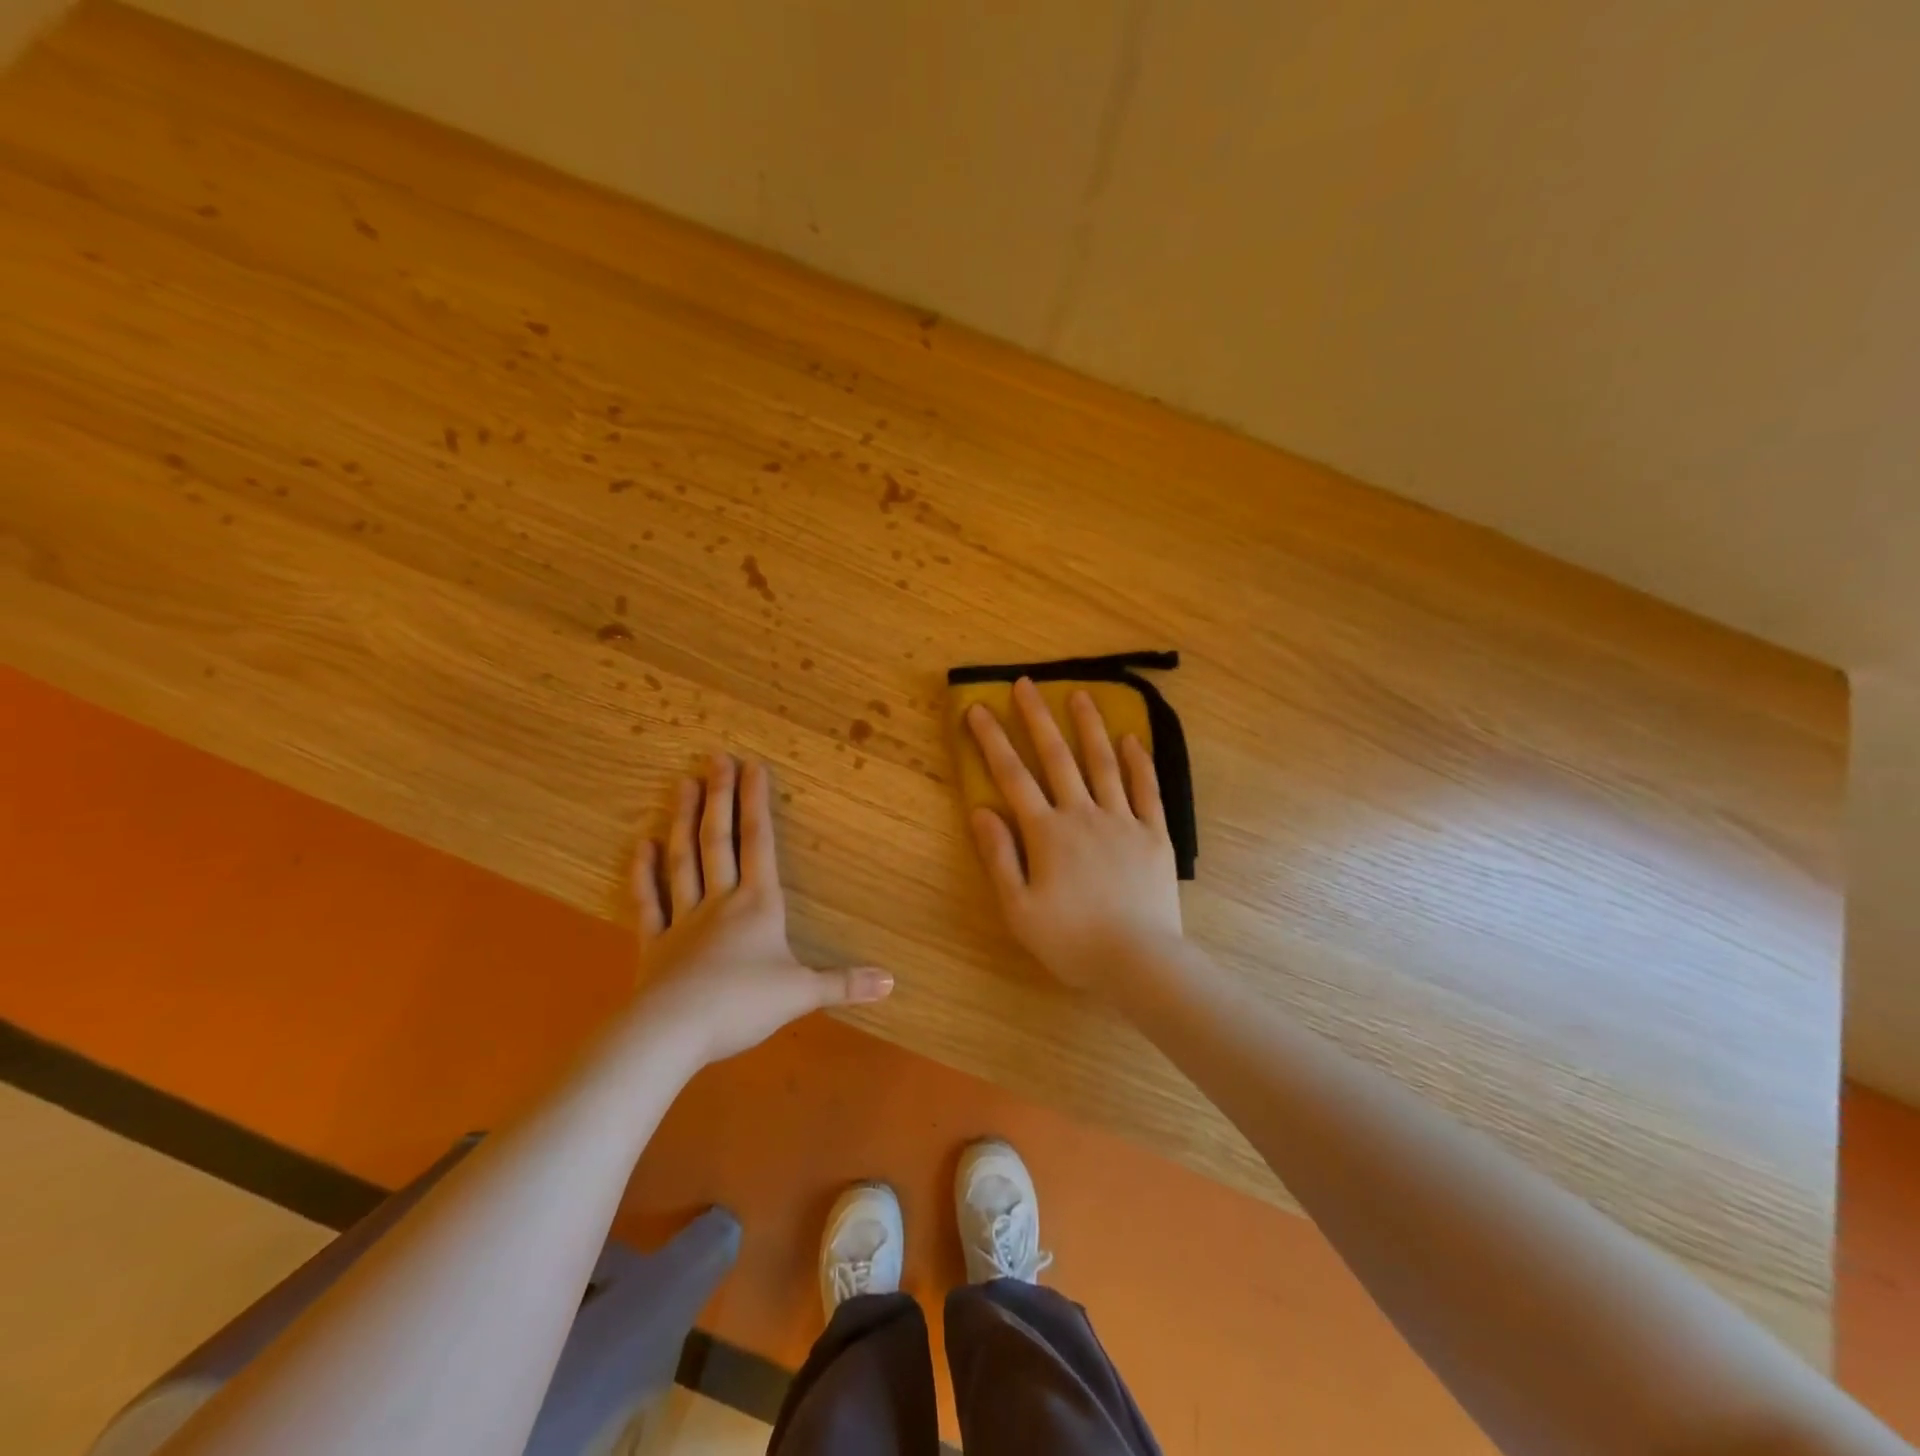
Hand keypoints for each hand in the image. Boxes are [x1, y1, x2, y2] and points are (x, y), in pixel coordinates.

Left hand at [631, 754, 892, 1065]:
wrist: (673, 1032)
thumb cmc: (743, 1005)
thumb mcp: (802, 994)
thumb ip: (845, 984)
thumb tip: (892, 983)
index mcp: (758, 906)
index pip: (759, 843)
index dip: (757, 803)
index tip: (753, 766)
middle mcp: (721, 901)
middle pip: (719, 840)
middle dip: (720, 797)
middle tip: (715, 758)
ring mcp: (683, 919)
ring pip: (684, 860)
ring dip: (684, 821)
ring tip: (682, 783)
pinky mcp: (654, 944)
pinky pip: (648, 901)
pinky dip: (644, 873)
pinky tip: (642, 844)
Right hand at [965, 678, 1182, 991]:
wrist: (1138, 962)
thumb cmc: (1071, 941)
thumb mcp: (1018, 909)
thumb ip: (999, 857)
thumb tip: (981, 811)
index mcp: (1047, 833)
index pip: (1013, 777)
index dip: (992, 741)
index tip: (978, 709)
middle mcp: (1083, 815)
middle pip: (1057, 757)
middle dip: (1038, 718)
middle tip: (1027, 684)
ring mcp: (1122, 821)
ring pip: (1103, 763)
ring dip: (1090, 726)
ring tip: (1080, 694)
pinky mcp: (1154, 834)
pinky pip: (1146, 790)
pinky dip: (1138, 762)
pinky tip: (1132, 739)